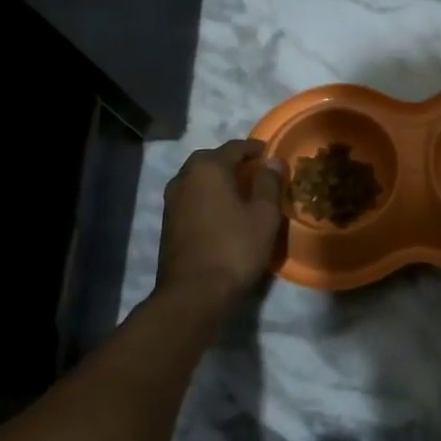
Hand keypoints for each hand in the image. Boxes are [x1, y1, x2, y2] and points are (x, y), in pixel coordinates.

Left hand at [154, 139, 285, 316]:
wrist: (193, 293)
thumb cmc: (235, 248)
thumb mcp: (264, 214)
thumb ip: (269, 183)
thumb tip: (271, 162)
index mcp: (208, 168)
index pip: (234, 148)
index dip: (253, 148)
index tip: (268, 152)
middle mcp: (185, 178)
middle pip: (210, 160)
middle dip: (231, 161)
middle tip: (253, 170)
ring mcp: (172, 201)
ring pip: (197, 179)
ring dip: (217, 179)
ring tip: (238, 190)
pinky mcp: (168, 223)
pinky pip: (191, 197)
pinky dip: (207, 196)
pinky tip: (221, 211)